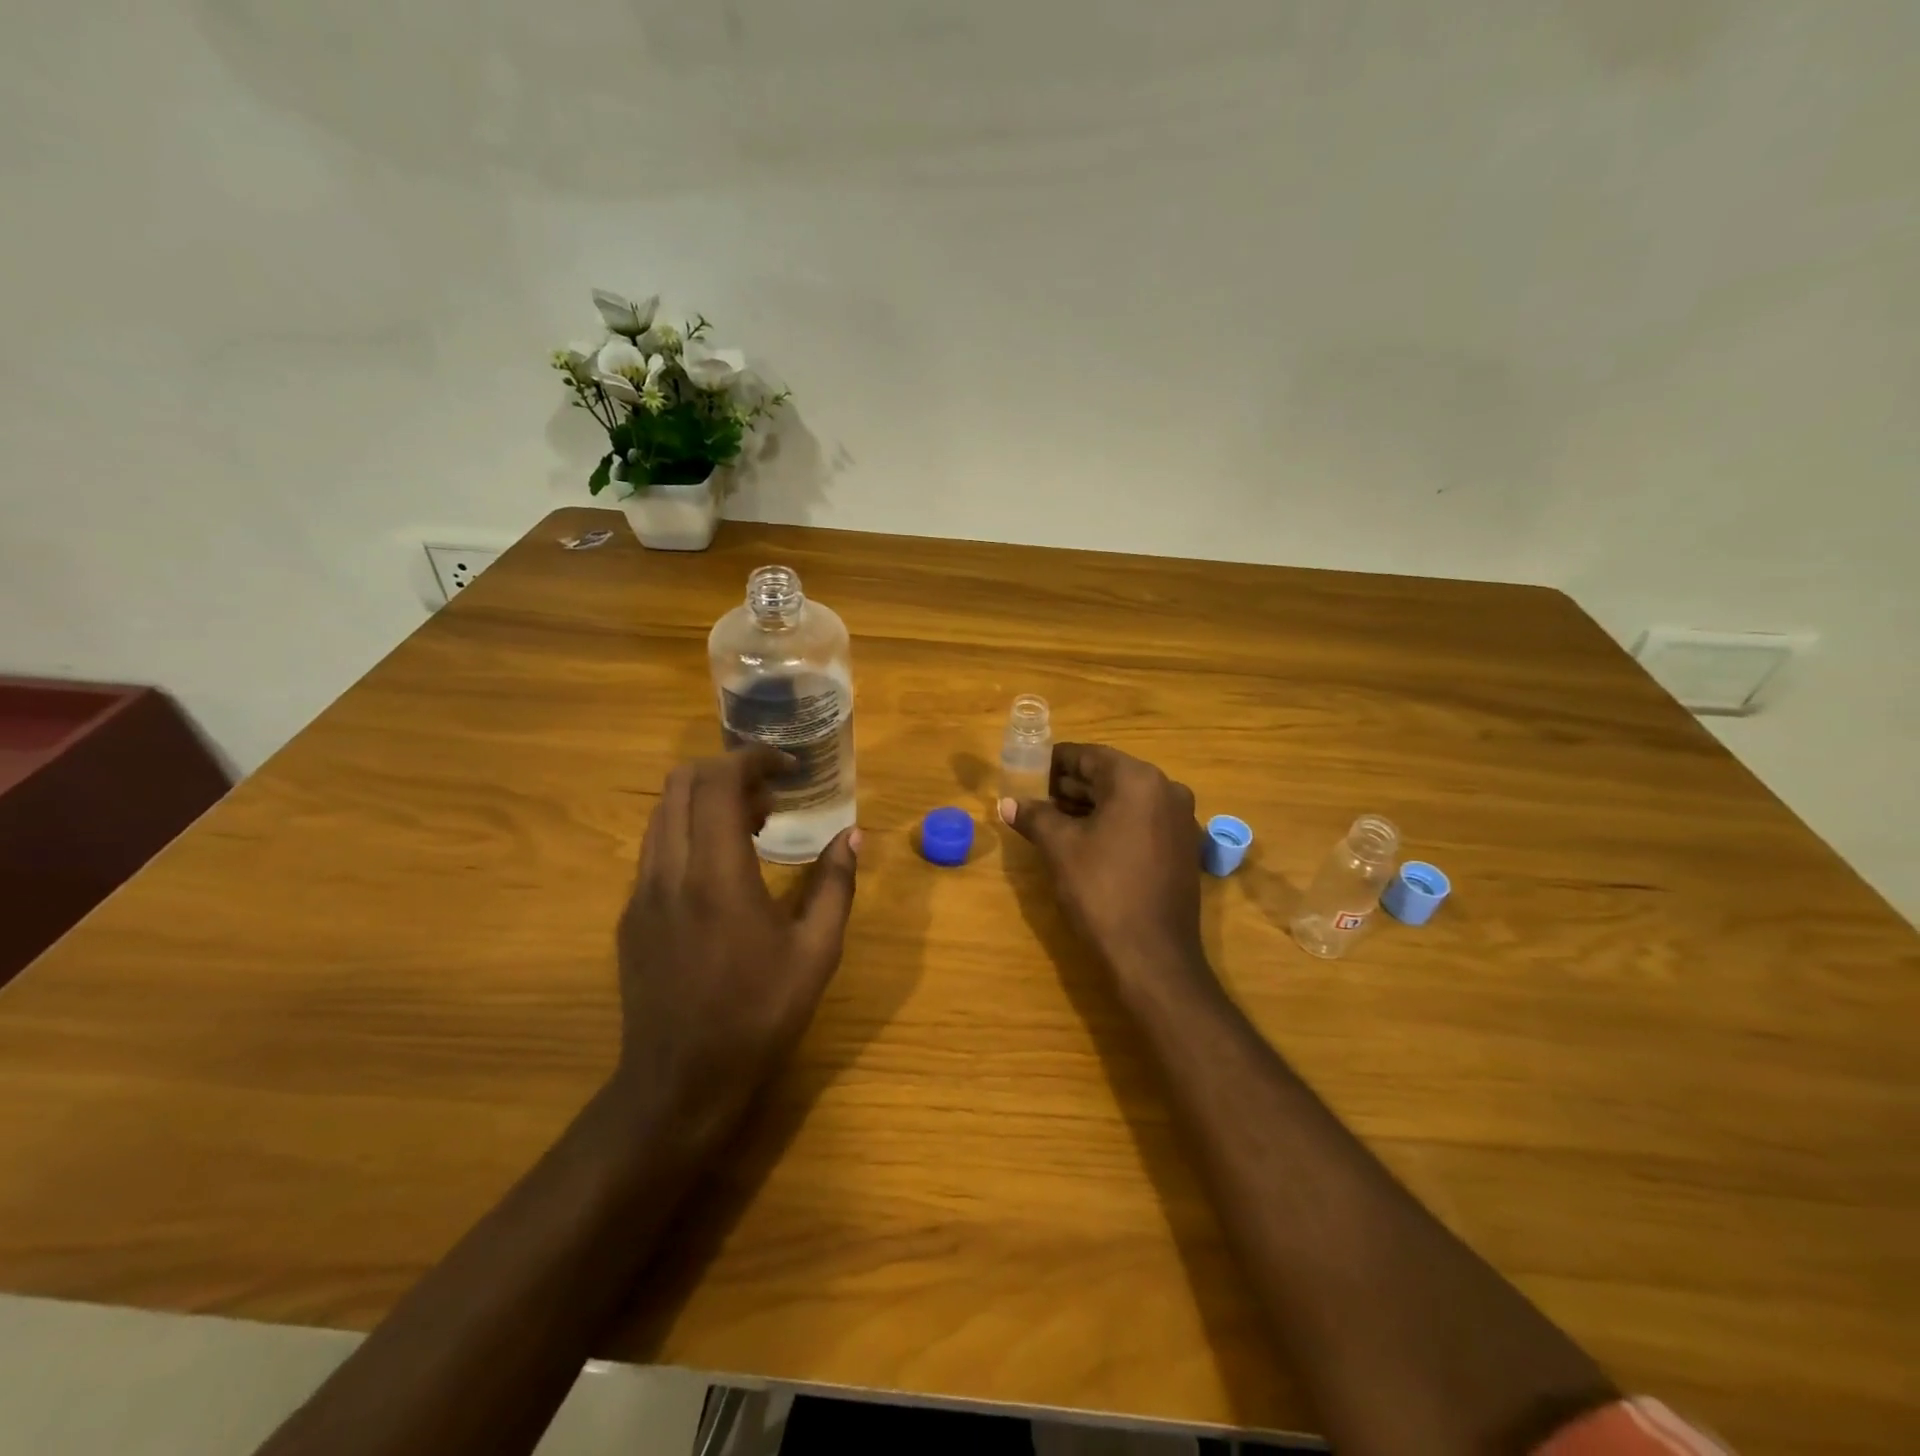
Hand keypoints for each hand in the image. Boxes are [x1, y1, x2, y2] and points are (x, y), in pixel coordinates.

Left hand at [612, 748, 859, 1148]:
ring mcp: (641, 893)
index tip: (787, 766)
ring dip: (705, 801)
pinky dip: (688, 831)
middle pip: (680, 784)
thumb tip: (852, 835)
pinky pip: (655, 847)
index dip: (753, 759)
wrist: (679, 1082)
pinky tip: (721, 868)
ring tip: (752, 826)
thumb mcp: (816, 953)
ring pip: (662, 813)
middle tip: (772, 796)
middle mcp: (669, 871)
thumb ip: (835, 885)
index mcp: (717, 875)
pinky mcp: (630, 915)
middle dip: (728, 772)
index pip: (718, 783)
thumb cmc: (758, 1016)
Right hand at [999, 743, 1210, 994]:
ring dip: (1090, 805)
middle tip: (1035, 797)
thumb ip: (1034, 816)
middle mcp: (1167, 790)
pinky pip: (1142, 821)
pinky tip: (1085, 840)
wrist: (1152, 956)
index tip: (1027, 771)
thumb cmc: (1102, 891)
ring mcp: (1180, 820)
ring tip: (1052, 819)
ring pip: (1126, 800)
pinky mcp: (1183, 848)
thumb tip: (1008, 803)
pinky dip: (1113, 823)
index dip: (1054, 762)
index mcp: (1138, 780)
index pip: (1089, 756)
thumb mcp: (1060, 848)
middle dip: (1071, 785)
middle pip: (1110, 776)